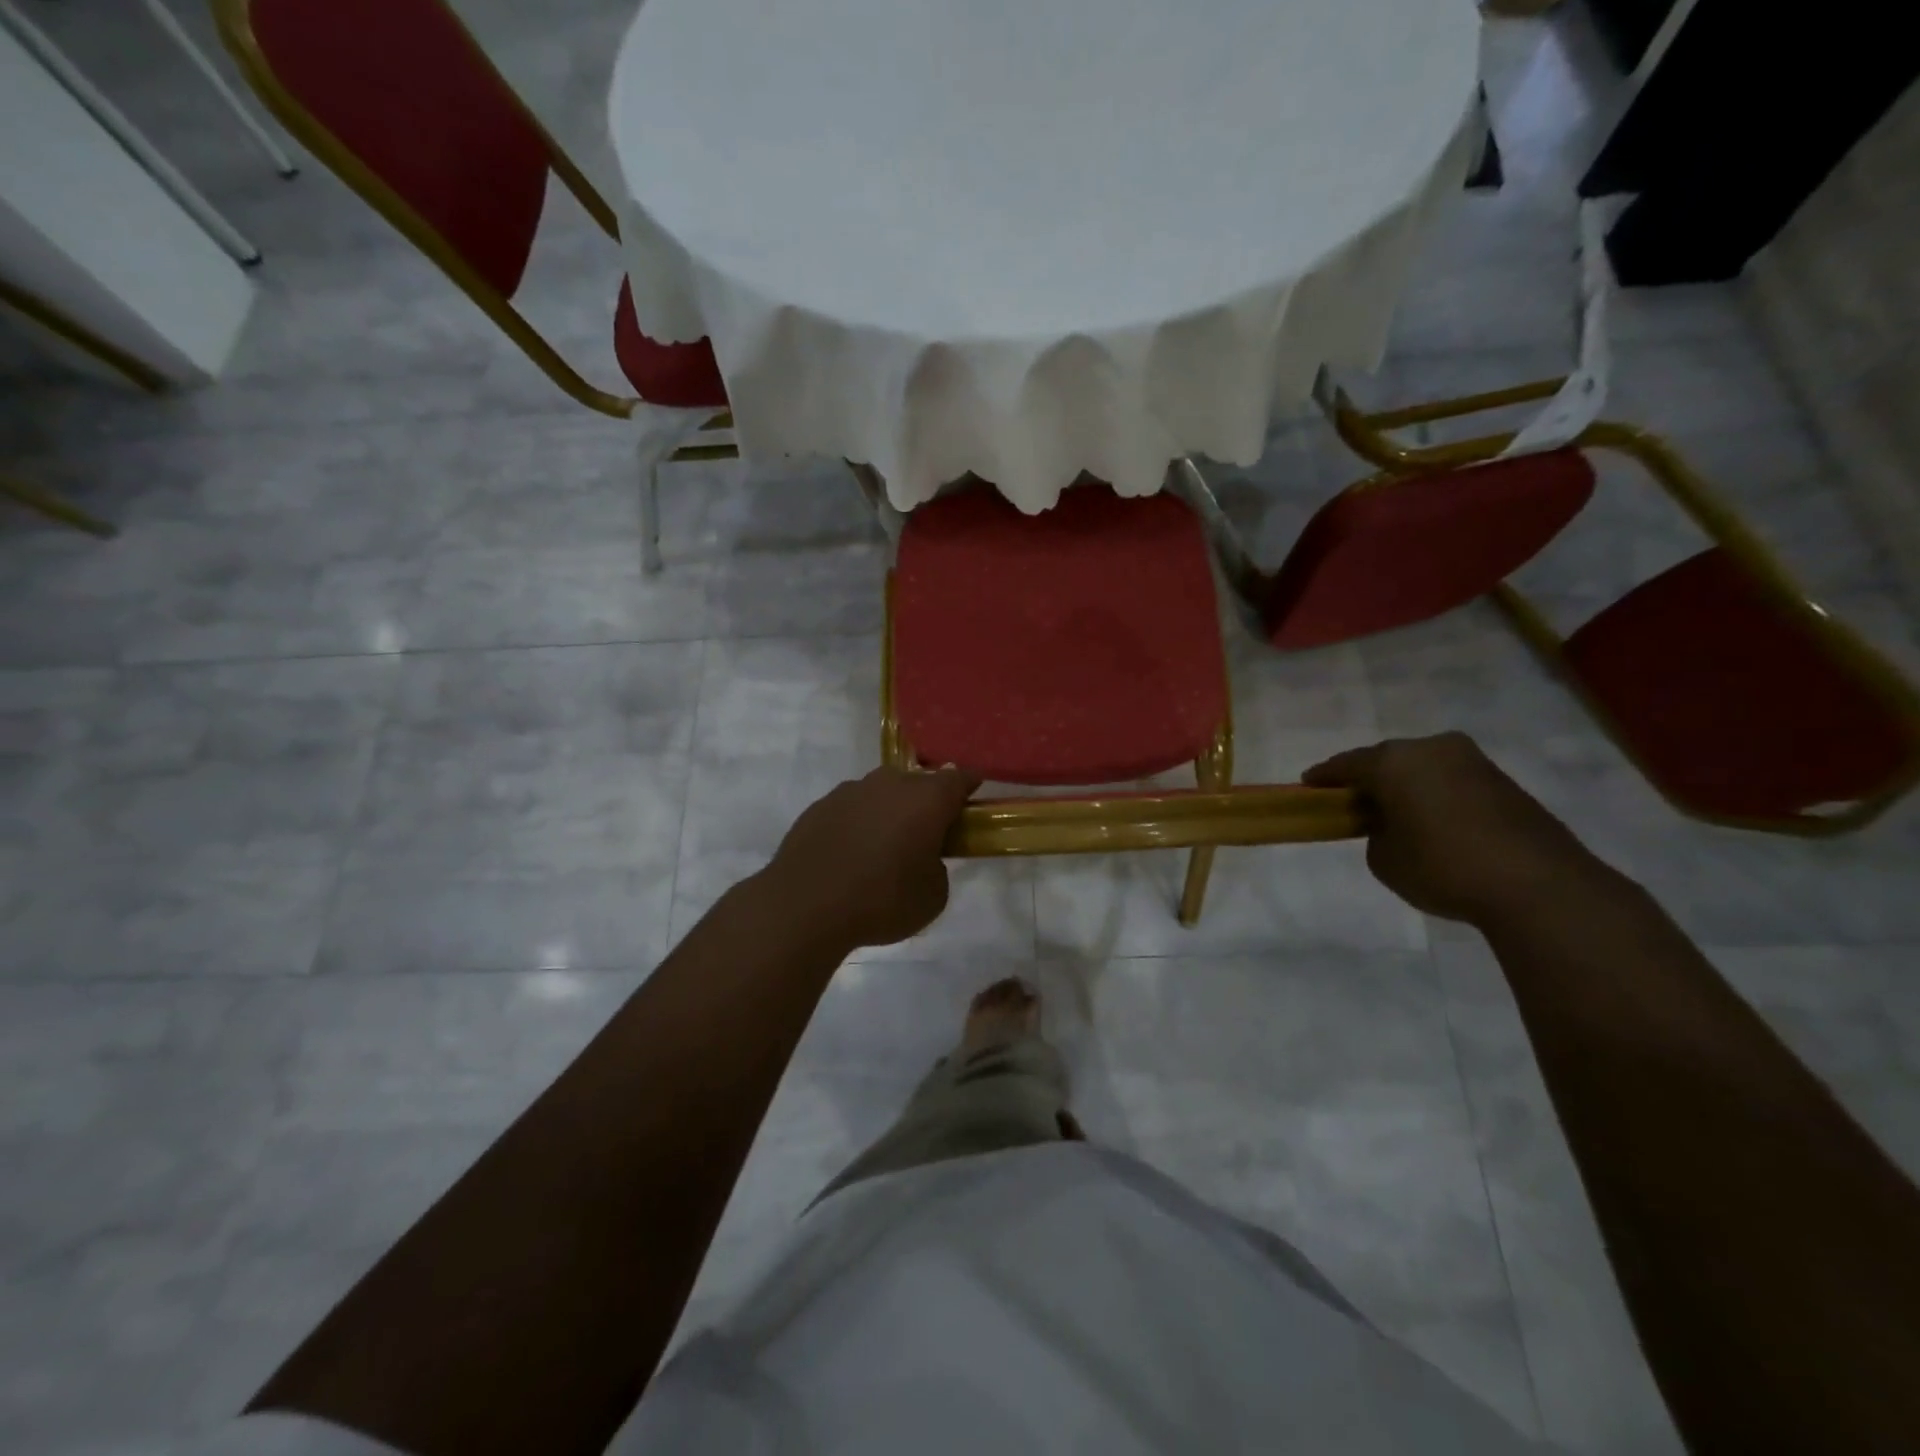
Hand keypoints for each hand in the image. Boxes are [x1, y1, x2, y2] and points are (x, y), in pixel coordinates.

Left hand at [759, 766, 980, 951]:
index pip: (959, 778)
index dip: (970, 787)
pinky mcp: (820, 806)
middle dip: (927, 803)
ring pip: (882, 793)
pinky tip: (851, 854)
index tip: (972, 803)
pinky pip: (852, 808)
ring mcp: (851, 791)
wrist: (804, 905)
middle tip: (927, 835)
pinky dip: (859, 823)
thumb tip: (923, 858)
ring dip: (890, 812)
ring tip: (884, 848)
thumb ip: (938, 868)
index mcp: (926, 799)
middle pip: (918, 783)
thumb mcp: (933, 896)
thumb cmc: (882, 900)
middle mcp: (890, 784)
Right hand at [1304, 732, 1600, 924]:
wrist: (1538, 886)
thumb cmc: (1442, 867)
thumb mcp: (1383, 858)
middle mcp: (1432, 749)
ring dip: (1407, 786)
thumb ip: (1376, 833)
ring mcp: (1473, 762)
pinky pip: (1452, 782)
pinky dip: (1436, 796)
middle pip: (1387, 760)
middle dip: (1369, 779)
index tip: (1308, 786)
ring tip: (1396, 814)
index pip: (1346, 764)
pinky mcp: (1504, 782)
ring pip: (1423, 769)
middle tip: (1353, 802)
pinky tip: (1434, 822)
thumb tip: (1393, 824)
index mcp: (1394, 761)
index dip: (1324, 777)